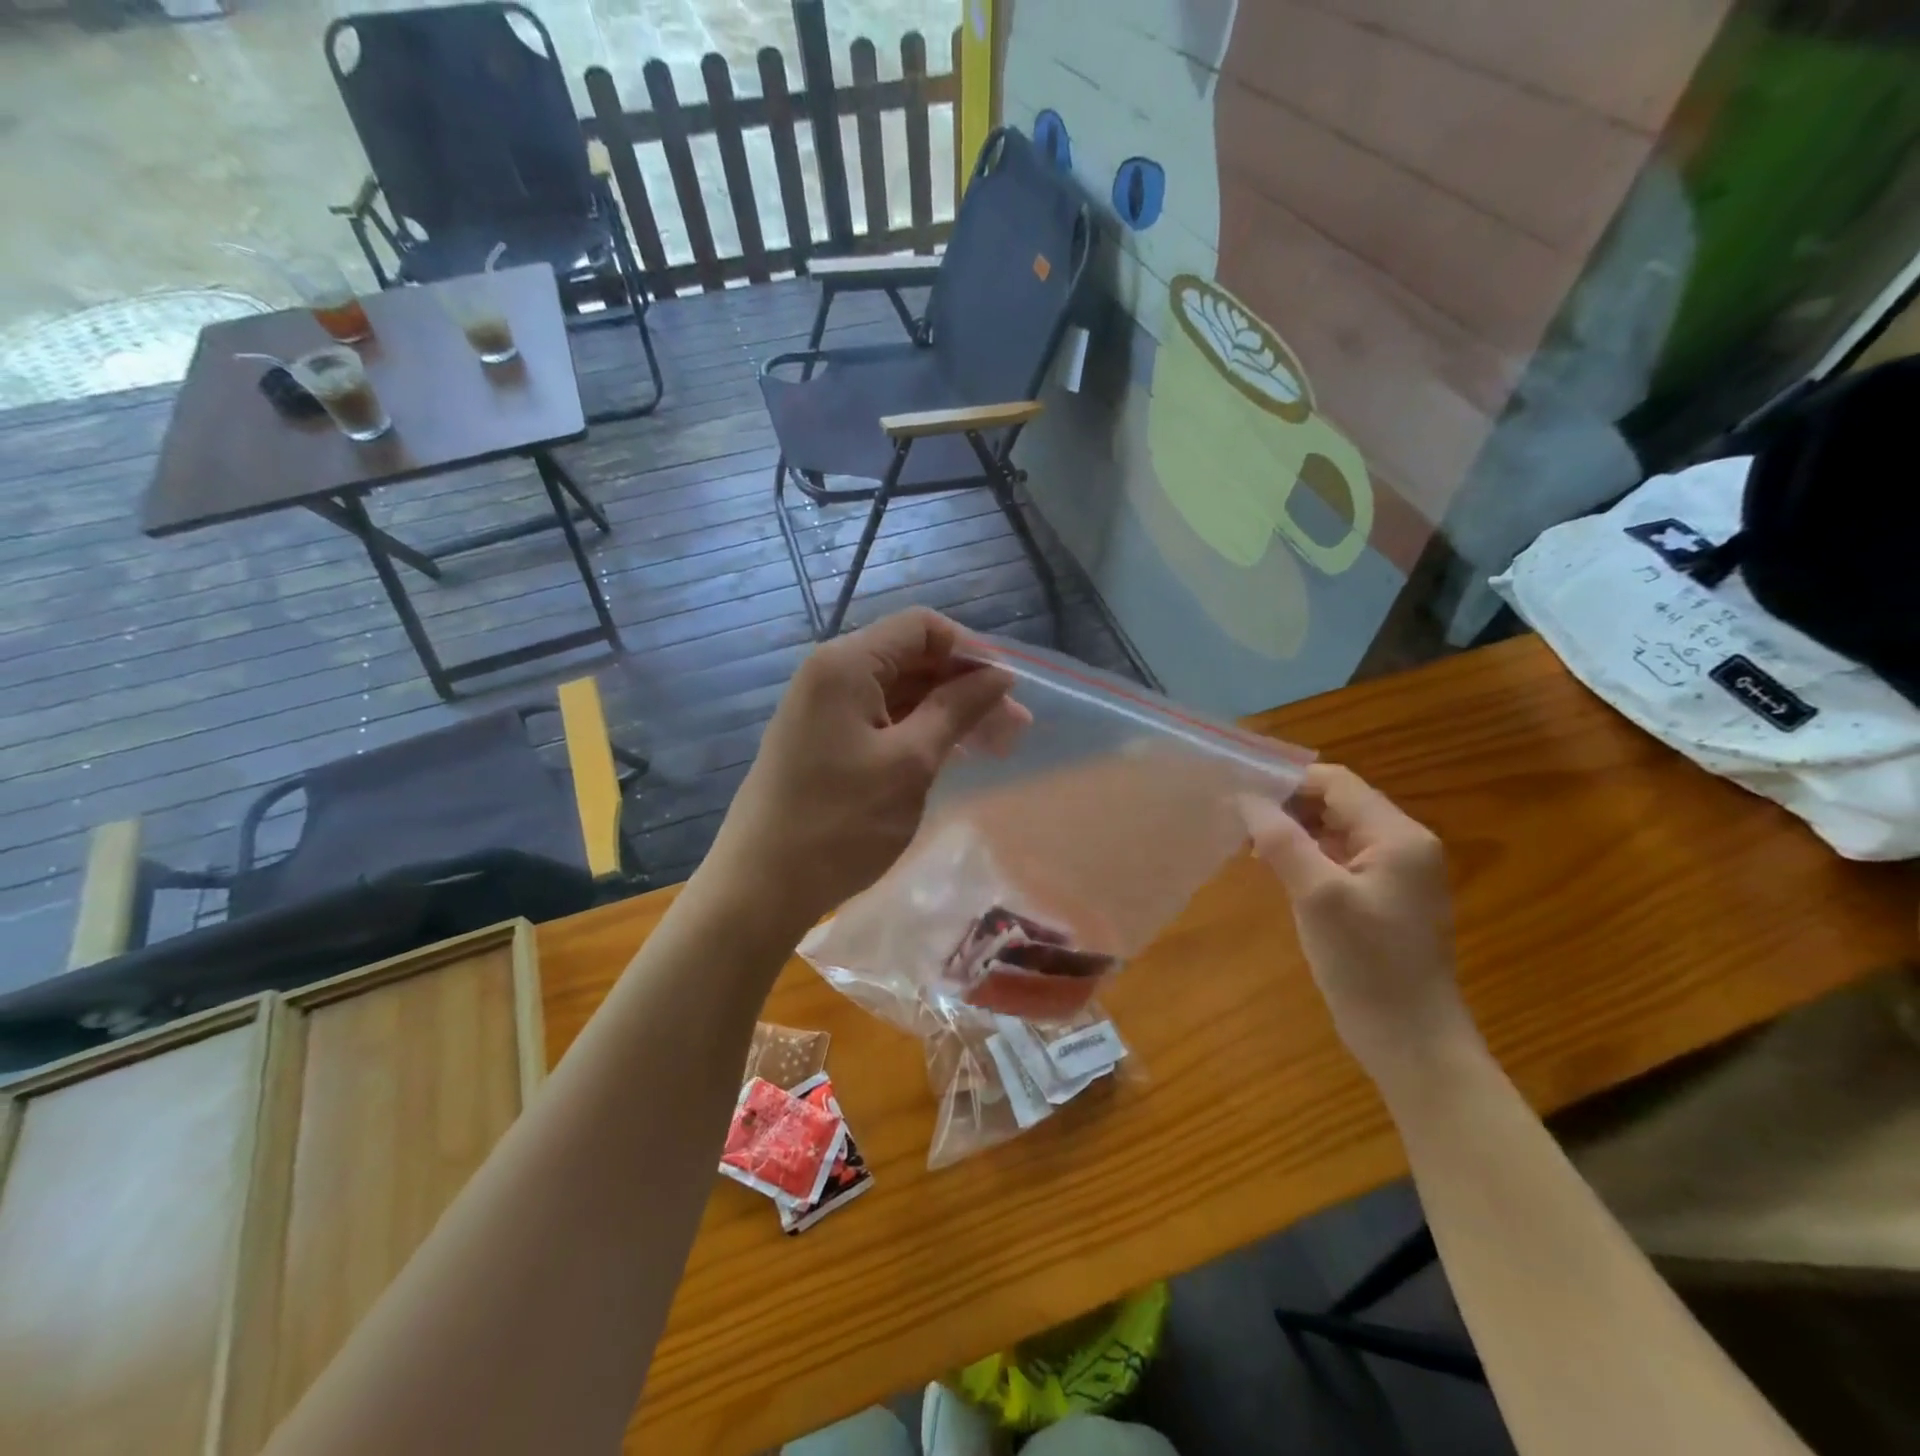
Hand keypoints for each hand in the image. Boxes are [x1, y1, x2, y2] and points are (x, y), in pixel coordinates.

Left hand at [700, 608, 1023, 939]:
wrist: (761, 887)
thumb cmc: (840, 823)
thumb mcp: (910, 763)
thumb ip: (956, 709)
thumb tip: (998, 676)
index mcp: (846, 664)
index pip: (921, 628)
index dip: (970, 651)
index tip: (1008, 691)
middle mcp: (830, 674)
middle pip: (912, 659)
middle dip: (965, 686)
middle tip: (1014, 729)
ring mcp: (823, 709)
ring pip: (900, 692)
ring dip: (948, 712)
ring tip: (996, 746)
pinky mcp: (823, 740)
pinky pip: (881, 719)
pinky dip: (919, 730)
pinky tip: (953, 755)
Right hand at [1240, 766, 1479, 1083]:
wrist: (1412, 1042)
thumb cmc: (1367, 965)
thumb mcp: (1318, 896)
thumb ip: (1282, 841)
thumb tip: (1246, 797)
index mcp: (1397, 835)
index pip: (1335, 783)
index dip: (1286, 781)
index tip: (1238, 793)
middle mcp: (1402, 844)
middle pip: (1336, 804)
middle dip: (1286, 807)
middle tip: (1237, 822)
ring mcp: (1394, 873)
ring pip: (1334, 831)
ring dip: (1293, 832)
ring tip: (1249, 847)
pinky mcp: (1382, 898)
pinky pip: (1339, 860)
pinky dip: (1306, 857)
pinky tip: (1276, 871)